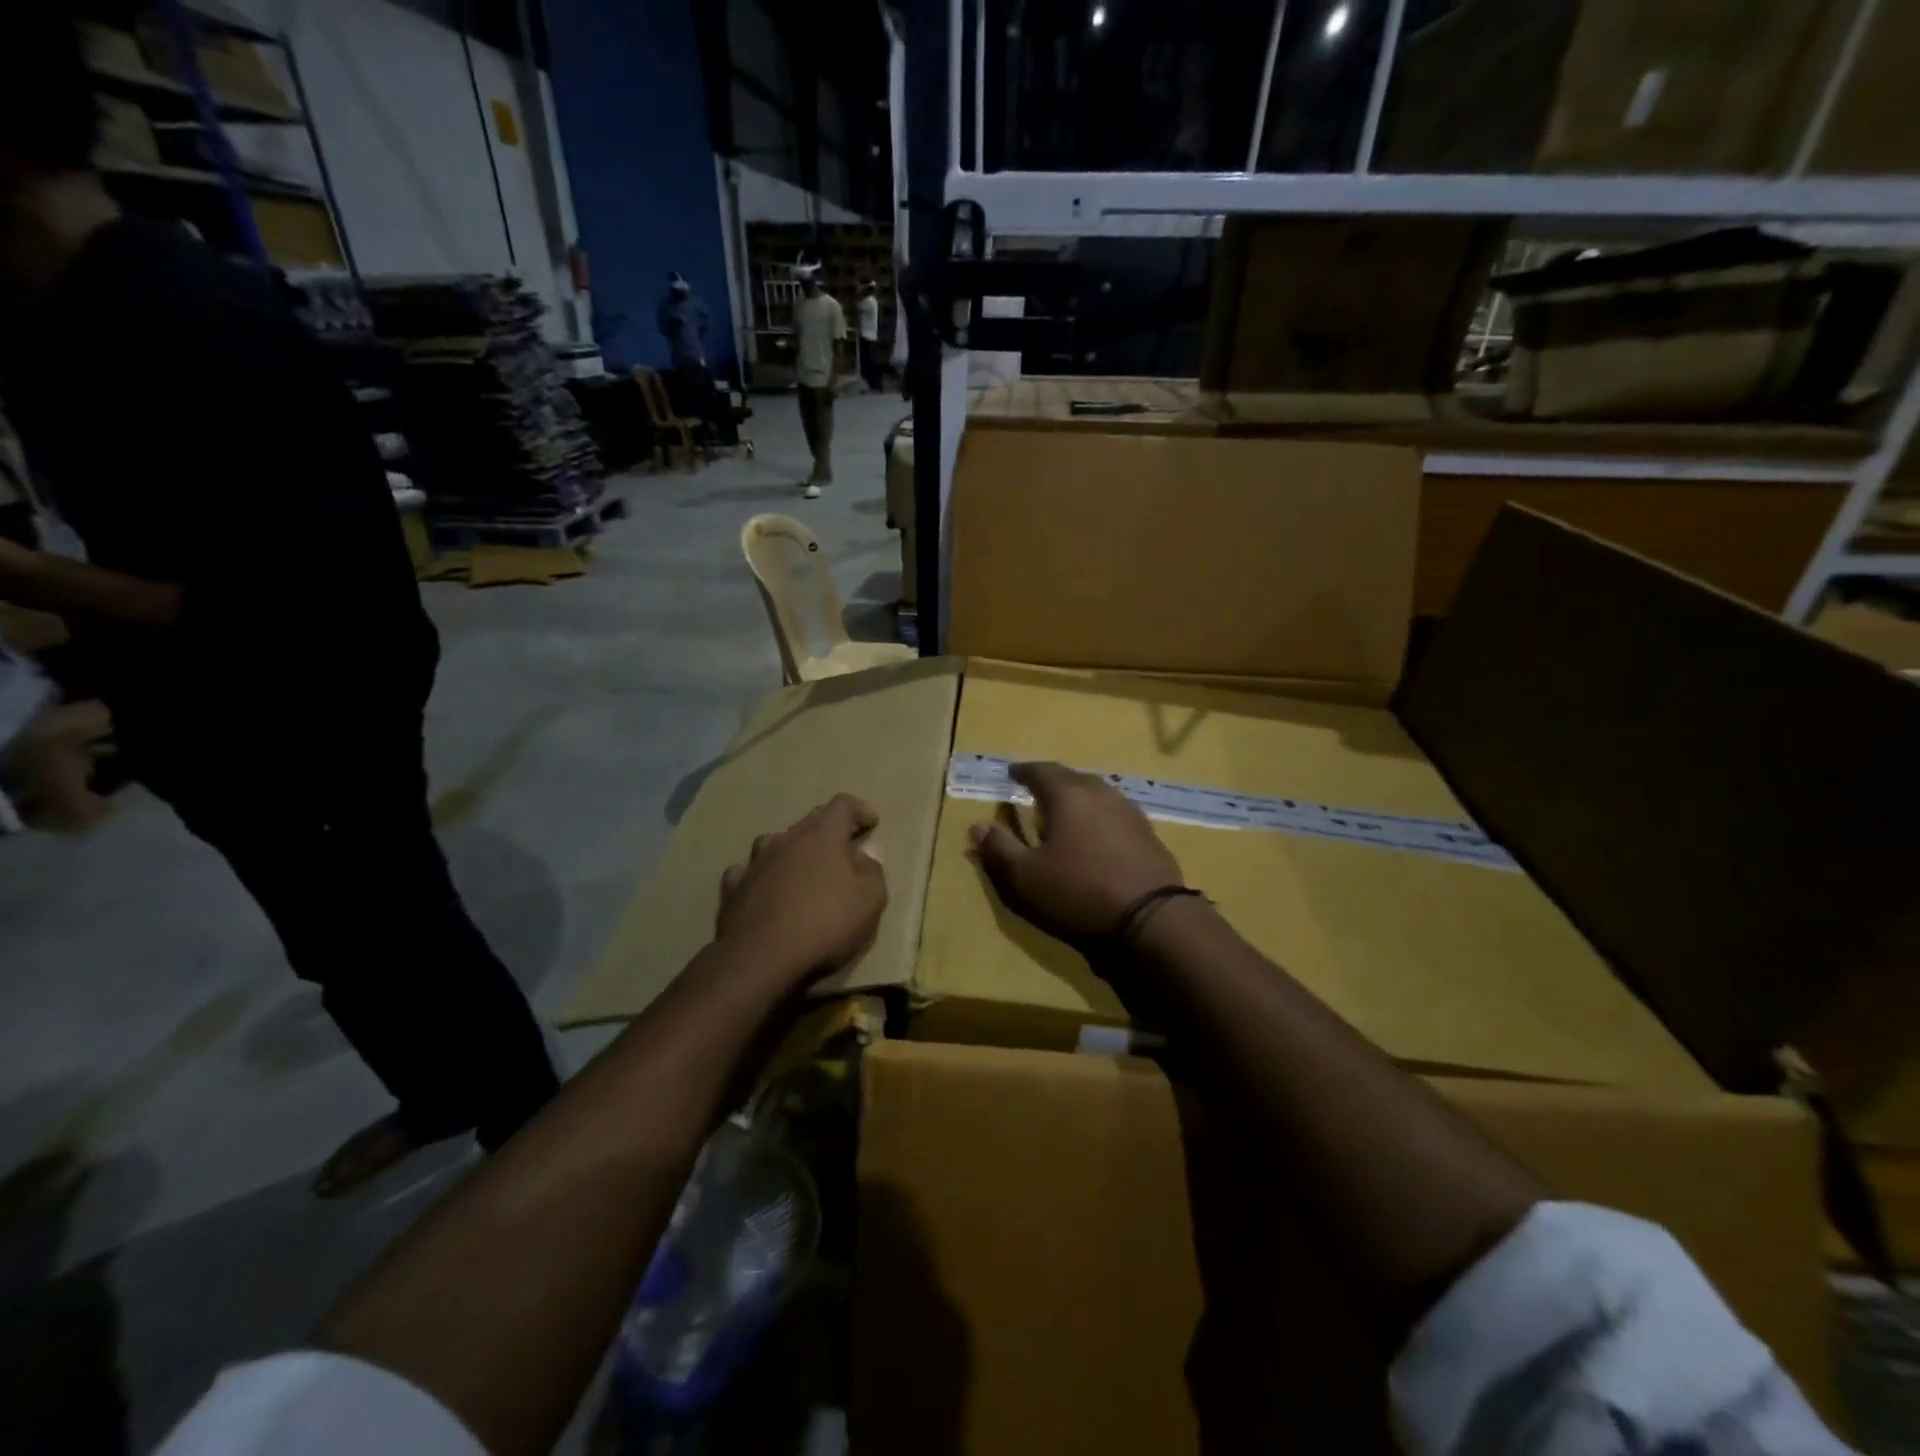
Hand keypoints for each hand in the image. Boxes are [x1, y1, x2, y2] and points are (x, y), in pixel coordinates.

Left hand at [716, 794, 887, 986]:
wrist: (761, 959)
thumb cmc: (825, 925)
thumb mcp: (870, 900)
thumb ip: (873, 872)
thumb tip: (865, 856)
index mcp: (822, 837)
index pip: (842, 805)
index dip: (859, 809)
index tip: (871, 823)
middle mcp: (786, 840)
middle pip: (810, 820)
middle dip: (829, 829)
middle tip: (843, 848)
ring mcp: (755, 863)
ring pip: (775, 842)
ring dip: (792, 849)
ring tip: (801, 867)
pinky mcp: (733, 888)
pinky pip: (748, 871)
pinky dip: (761, 875)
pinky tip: (764, 888)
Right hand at [969, 762, 1184, 941]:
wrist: (1151, 915)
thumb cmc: (1080, 890)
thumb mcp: (1027, 877)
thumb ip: (999, 849)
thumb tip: (977, 826)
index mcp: (1067, 795)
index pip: (1040, 771)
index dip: (1023, 771)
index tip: (1011, 773)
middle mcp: (1099, 792)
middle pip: (1070, 776)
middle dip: (1050, 779)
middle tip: (1035, 787)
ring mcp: (1127, 810)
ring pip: (1096, 790)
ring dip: (1077, 794)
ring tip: (1065, 806)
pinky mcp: (1146, 831)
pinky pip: (1114, 810)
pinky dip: (1097, 812)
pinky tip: (1096, 829)